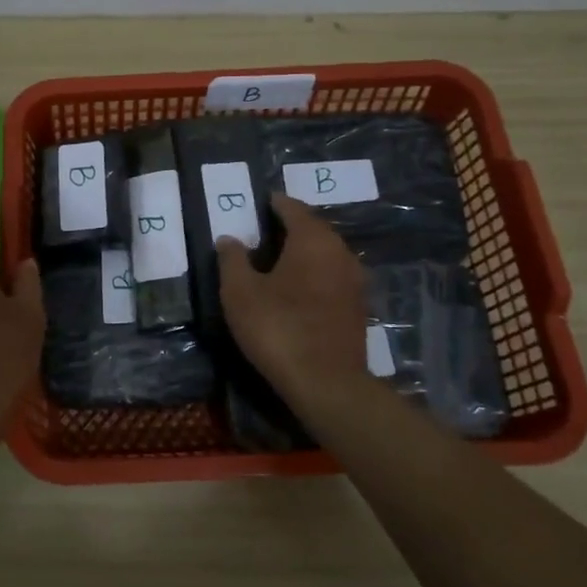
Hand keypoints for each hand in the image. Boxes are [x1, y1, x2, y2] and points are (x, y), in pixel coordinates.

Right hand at [217, 193, 369, 410]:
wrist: (326, 383)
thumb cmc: (278, 327)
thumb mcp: (240, 292)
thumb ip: (232, 260)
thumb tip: (229, 239)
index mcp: (313, 239)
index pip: (293, 207)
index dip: (274, 203)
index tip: (258, 203)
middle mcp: (340, 252)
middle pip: (313, 228)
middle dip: (289, 226)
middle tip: (262, 231)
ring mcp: (354, 281)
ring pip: (325, 254)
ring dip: (303, 252)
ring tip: (276, 260)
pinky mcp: (357, 308)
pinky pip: (332, 277)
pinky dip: (314, 274)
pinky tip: (296, 289)